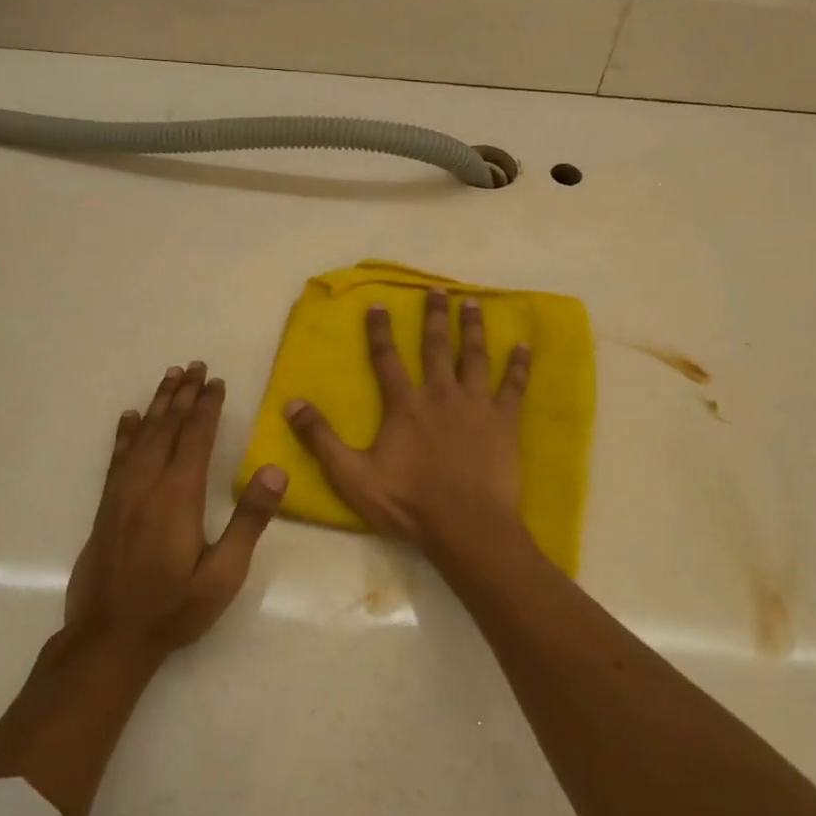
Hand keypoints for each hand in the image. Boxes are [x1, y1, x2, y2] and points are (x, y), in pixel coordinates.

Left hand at [64, 361, 287, 661]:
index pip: (196, 437)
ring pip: (142, 435)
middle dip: (183, 394)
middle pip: (167, 426)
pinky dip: (125, 433)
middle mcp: (148, 483)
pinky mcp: (107, 507)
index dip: (207, 406)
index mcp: (179, 494)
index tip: (216, 381)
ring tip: (169, 378)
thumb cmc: (174, 608)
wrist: (108, 639)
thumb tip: (276, 469)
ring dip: (157, 404)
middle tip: (194, 366)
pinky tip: (129, 419)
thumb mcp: (224, 573)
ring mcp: (122, 493)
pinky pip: (117, 457)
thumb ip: (250, 519)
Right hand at [284, 289, 532, 560]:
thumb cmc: (408, 503)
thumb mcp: (352, 475)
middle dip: (435, 316)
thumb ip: (321, 439)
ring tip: (473, 303)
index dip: (380, 331)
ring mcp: (476, 405)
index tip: (379, 304)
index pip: (387, 358)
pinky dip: (519, 365)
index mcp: (405, 405)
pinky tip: (524, 346)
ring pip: (474, 356)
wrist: (466, 526)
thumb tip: (291, 404)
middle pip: (436, 346)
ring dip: (473, 328)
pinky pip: (514, 386)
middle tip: (438, 290)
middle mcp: (440, 394)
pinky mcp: (504, 421)